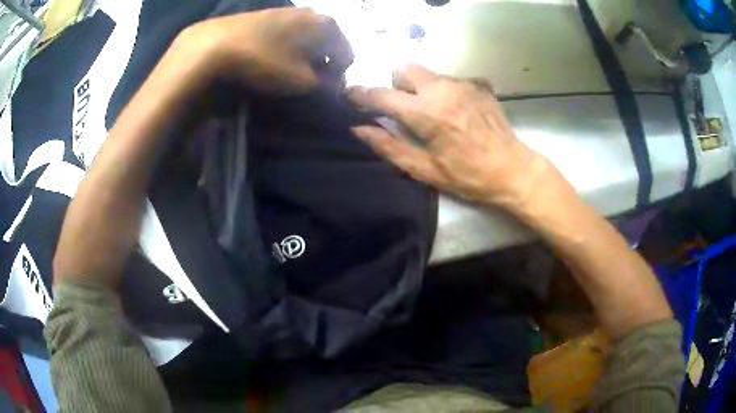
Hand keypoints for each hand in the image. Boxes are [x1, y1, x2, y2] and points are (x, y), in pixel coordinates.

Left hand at [184, 8, 352, 93]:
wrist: (215, 45)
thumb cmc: (266, 61)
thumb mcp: (302, 82)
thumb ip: (326, 86)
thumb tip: (333, 87)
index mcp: (327, 25)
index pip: (347, 54)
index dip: (338, 77)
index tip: (322, 91)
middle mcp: (310, 12)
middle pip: (325, 43)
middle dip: (320, 64)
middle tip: (303, 82)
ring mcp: (285, 11)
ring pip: (304, 37)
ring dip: (300, 56)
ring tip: (283, 71)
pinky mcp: (264, 15)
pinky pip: (284, 34)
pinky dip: (283, 48)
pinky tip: (267, 59)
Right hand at [348, 64, 562, 210]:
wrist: (513, 169)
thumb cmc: (468, 176)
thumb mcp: (425, 170)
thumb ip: (389, 146)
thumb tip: (360, 129)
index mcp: (426, 113)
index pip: (383, 95)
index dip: (362, 94)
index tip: (351, 96)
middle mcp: (442, 89)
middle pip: (404, 68)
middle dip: (397, 85)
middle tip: (405, 109)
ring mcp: (463, 83)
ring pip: (428, 74)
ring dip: (422, 89)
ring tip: (437, 114)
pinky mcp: (479, 84)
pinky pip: (451, 79)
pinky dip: (446, 91)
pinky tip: (459, 112)